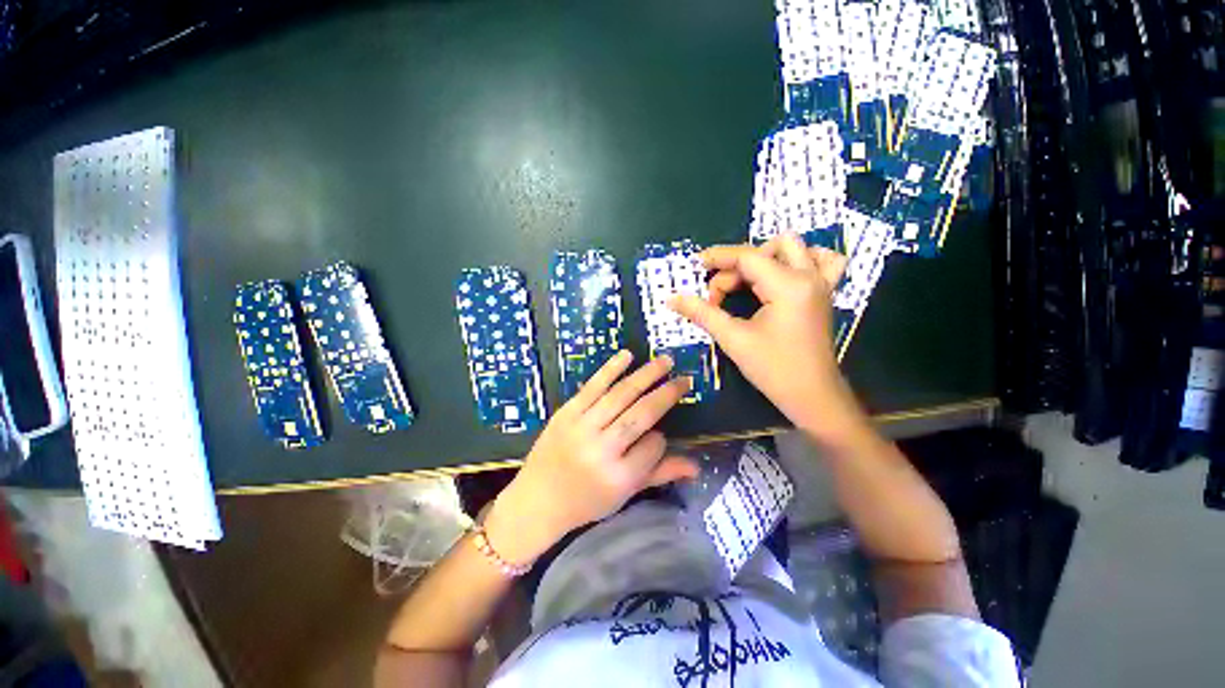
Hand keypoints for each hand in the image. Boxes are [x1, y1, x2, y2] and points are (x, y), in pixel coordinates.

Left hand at [485, 352, 698, 564]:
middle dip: (667, 393)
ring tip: (666, 361)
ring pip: (621, 395)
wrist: (537, 499)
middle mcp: (602, 449)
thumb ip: (660, 475)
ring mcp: (582, 427)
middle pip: (642, 414)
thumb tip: (697, 467)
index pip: (654, 445)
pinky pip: (593, 386)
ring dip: (646, 375)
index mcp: (619, 477)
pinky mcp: (566, 412)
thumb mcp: (624, 494)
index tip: (658, 436)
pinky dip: (611, 368)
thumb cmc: (585, 501)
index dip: (661, 438)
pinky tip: (628, 355)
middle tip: (685, 379)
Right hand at [669, 233, 870, 444]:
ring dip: (768, 257)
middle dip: (738, 265)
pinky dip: (799, 261)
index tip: (695, 265)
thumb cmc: (773, 369)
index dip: (718, 258)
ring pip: (796, 248)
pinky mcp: (824, 294)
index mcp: (788, 286)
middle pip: (768, 248)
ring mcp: (822, 284)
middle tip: (720, 295)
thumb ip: (702, 313)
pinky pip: (822, 261)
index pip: (747, 257)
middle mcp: (809, 277)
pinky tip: (781, 277)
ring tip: (749, 281)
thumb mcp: (733, 339)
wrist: (812, 396)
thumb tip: (673, 299)